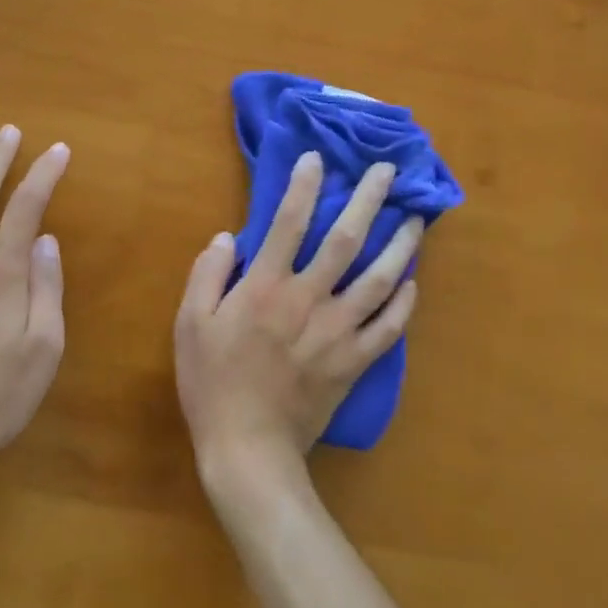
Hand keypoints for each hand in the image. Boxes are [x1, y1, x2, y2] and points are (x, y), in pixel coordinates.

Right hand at [175, 152, 420, 494]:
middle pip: (345, 240)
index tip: (317, 158)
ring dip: (400, 246)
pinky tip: (412, 284)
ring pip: (379, 280)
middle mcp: (308, 298)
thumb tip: (227, 237)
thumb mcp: (190, 324)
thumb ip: (207, 275)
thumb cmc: (213, 383)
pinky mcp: (354, 362)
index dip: (303, 186)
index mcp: (265, 286)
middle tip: (389, 171)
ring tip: (417, 220)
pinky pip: (388, 329)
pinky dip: (404, 305)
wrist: (248, 449)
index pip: (288, 222)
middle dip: (368, 200)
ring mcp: (337, 331)